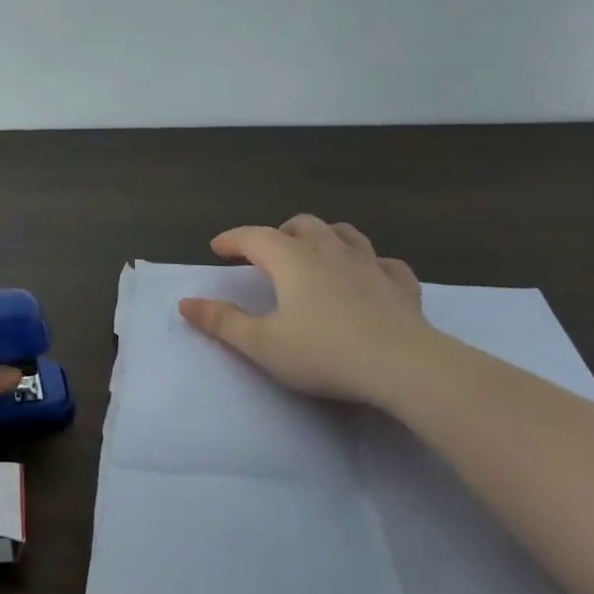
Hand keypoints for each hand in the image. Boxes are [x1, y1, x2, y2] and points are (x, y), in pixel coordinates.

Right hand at [178, 215, 443, 406]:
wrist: (408, 368)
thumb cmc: (326, 353)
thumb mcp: (262, 344)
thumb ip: (222, 322)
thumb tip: (185, 303)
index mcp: (292, 260)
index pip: (254, 237)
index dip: (233, 239)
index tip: (217, 248)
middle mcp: (329, 251)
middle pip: (301, 225)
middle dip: (279, 232)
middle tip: (267, 252)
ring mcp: (370, 265)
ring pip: (344, 233)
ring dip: (324, 236)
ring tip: (315, 252)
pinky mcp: (401, 287)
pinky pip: (385, 263)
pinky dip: (370, 264)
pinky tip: (369, 277)